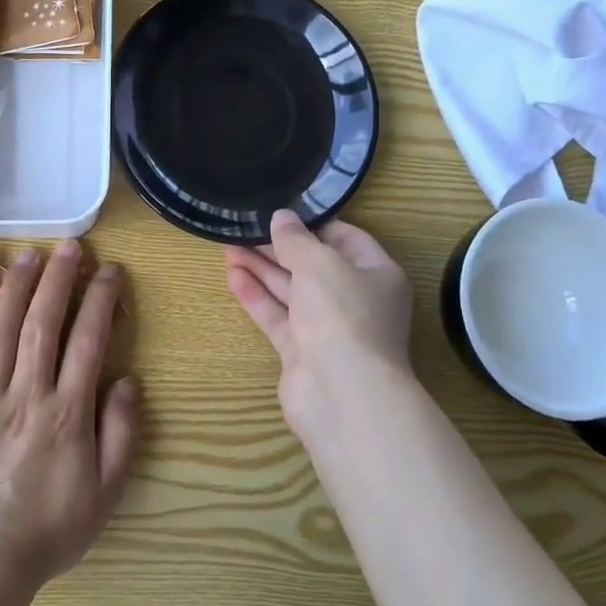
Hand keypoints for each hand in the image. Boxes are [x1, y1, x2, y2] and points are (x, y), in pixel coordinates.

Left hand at [0, 242, 139, 593]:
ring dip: (17, 287)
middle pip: (43, 323)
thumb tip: (127, 380)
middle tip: (70, 245)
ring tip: (30, 254)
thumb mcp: (105, 493)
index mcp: (67, 412)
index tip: (109, 270)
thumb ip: (120, 433)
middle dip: (59, 279)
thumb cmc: (48, 530)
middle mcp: (26, 394)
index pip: (88, 340)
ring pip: (1, 330)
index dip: (100, 299)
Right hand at [225, 211, 414, 439]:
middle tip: (244, 227)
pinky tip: (233, 276)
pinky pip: (278, 316)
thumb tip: (281, 217)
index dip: (313, 223)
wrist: (342, 394)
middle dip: (279, 247)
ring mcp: (328, 328)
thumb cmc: (342, 314)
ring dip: (262, 268)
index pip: (345, 238)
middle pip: (314, 265)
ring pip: (292, 291)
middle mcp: (356, 299)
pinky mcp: (303, 351)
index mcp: (377, 274)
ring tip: (228, 246)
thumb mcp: (319, 263)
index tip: (280, 211)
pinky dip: (257, 296)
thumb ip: (296, 239)